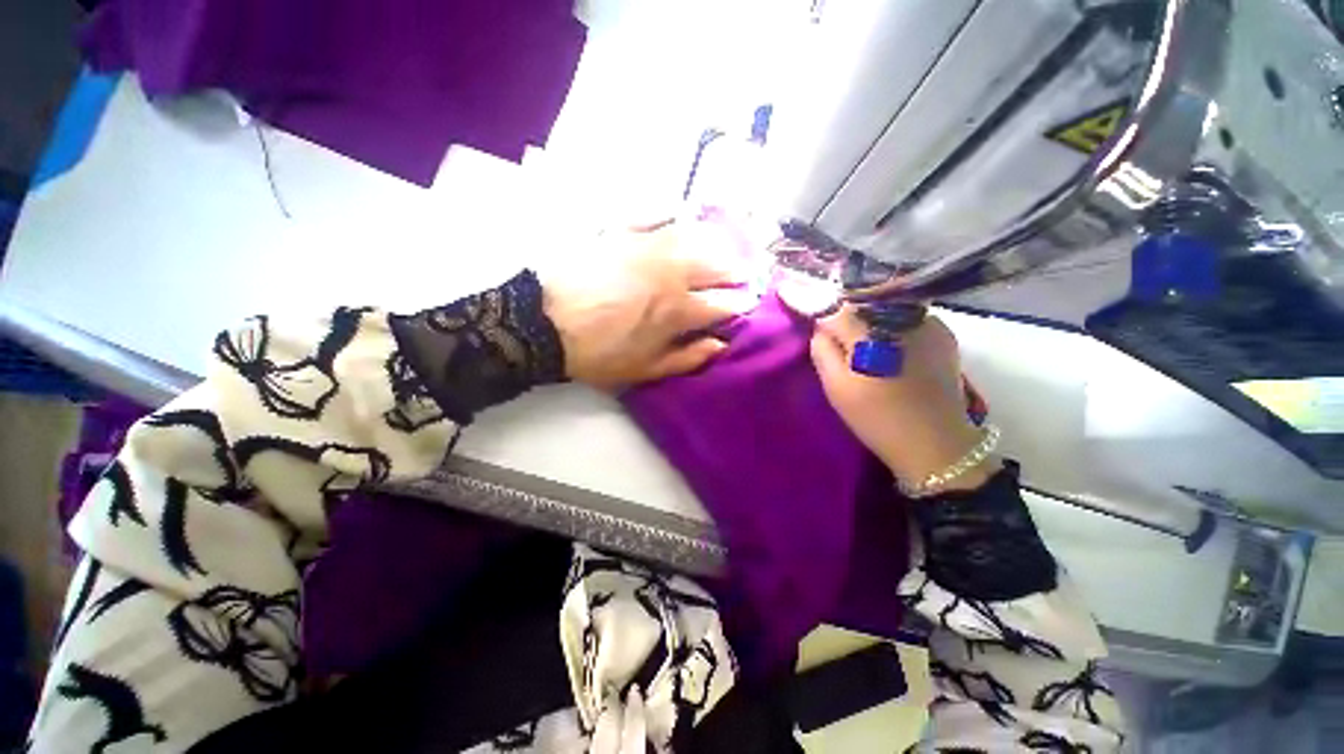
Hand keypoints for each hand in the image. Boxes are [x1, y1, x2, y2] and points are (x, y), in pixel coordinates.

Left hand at [543, 220, 746, 390]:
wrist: (544, 323)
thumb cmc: (599, 353)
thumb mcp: (645, 369)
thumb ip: (688, 357)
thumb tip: (720, 345)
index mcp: (678, 310)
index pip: (723, 304)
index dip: (740, 305)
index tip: (748, 304)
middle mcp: (672, 272)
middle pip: (716, 264)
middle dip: (737, 270)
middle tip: (745, 273)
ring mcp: (647, 246)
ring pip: (693, 235)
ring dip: (714, 240)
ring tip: (723, 243)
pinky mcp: (621, 232)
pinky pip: (653, 213)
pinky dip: (671, 212)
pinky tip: (680, 213)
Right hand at [810, 307, 996, 491]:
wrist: (935, 443)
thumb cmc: (876, 418)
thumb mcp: (836, 388)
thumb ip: (822, 350)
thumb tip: (820, 327)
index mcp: (869, 335)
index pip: (833, 308)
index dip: (815, 304)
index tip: (796, 299)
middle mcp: (900, 319)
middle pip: (861, 300)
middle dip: (842, 308)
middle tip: (831, 325)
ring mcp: (928, 323)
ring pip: (885, 305)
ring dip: (868, 313)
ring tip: (861, 332)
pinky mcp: (944, 332)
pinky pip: (907, 315)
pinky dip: (892, 322)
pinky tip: (889, 342)